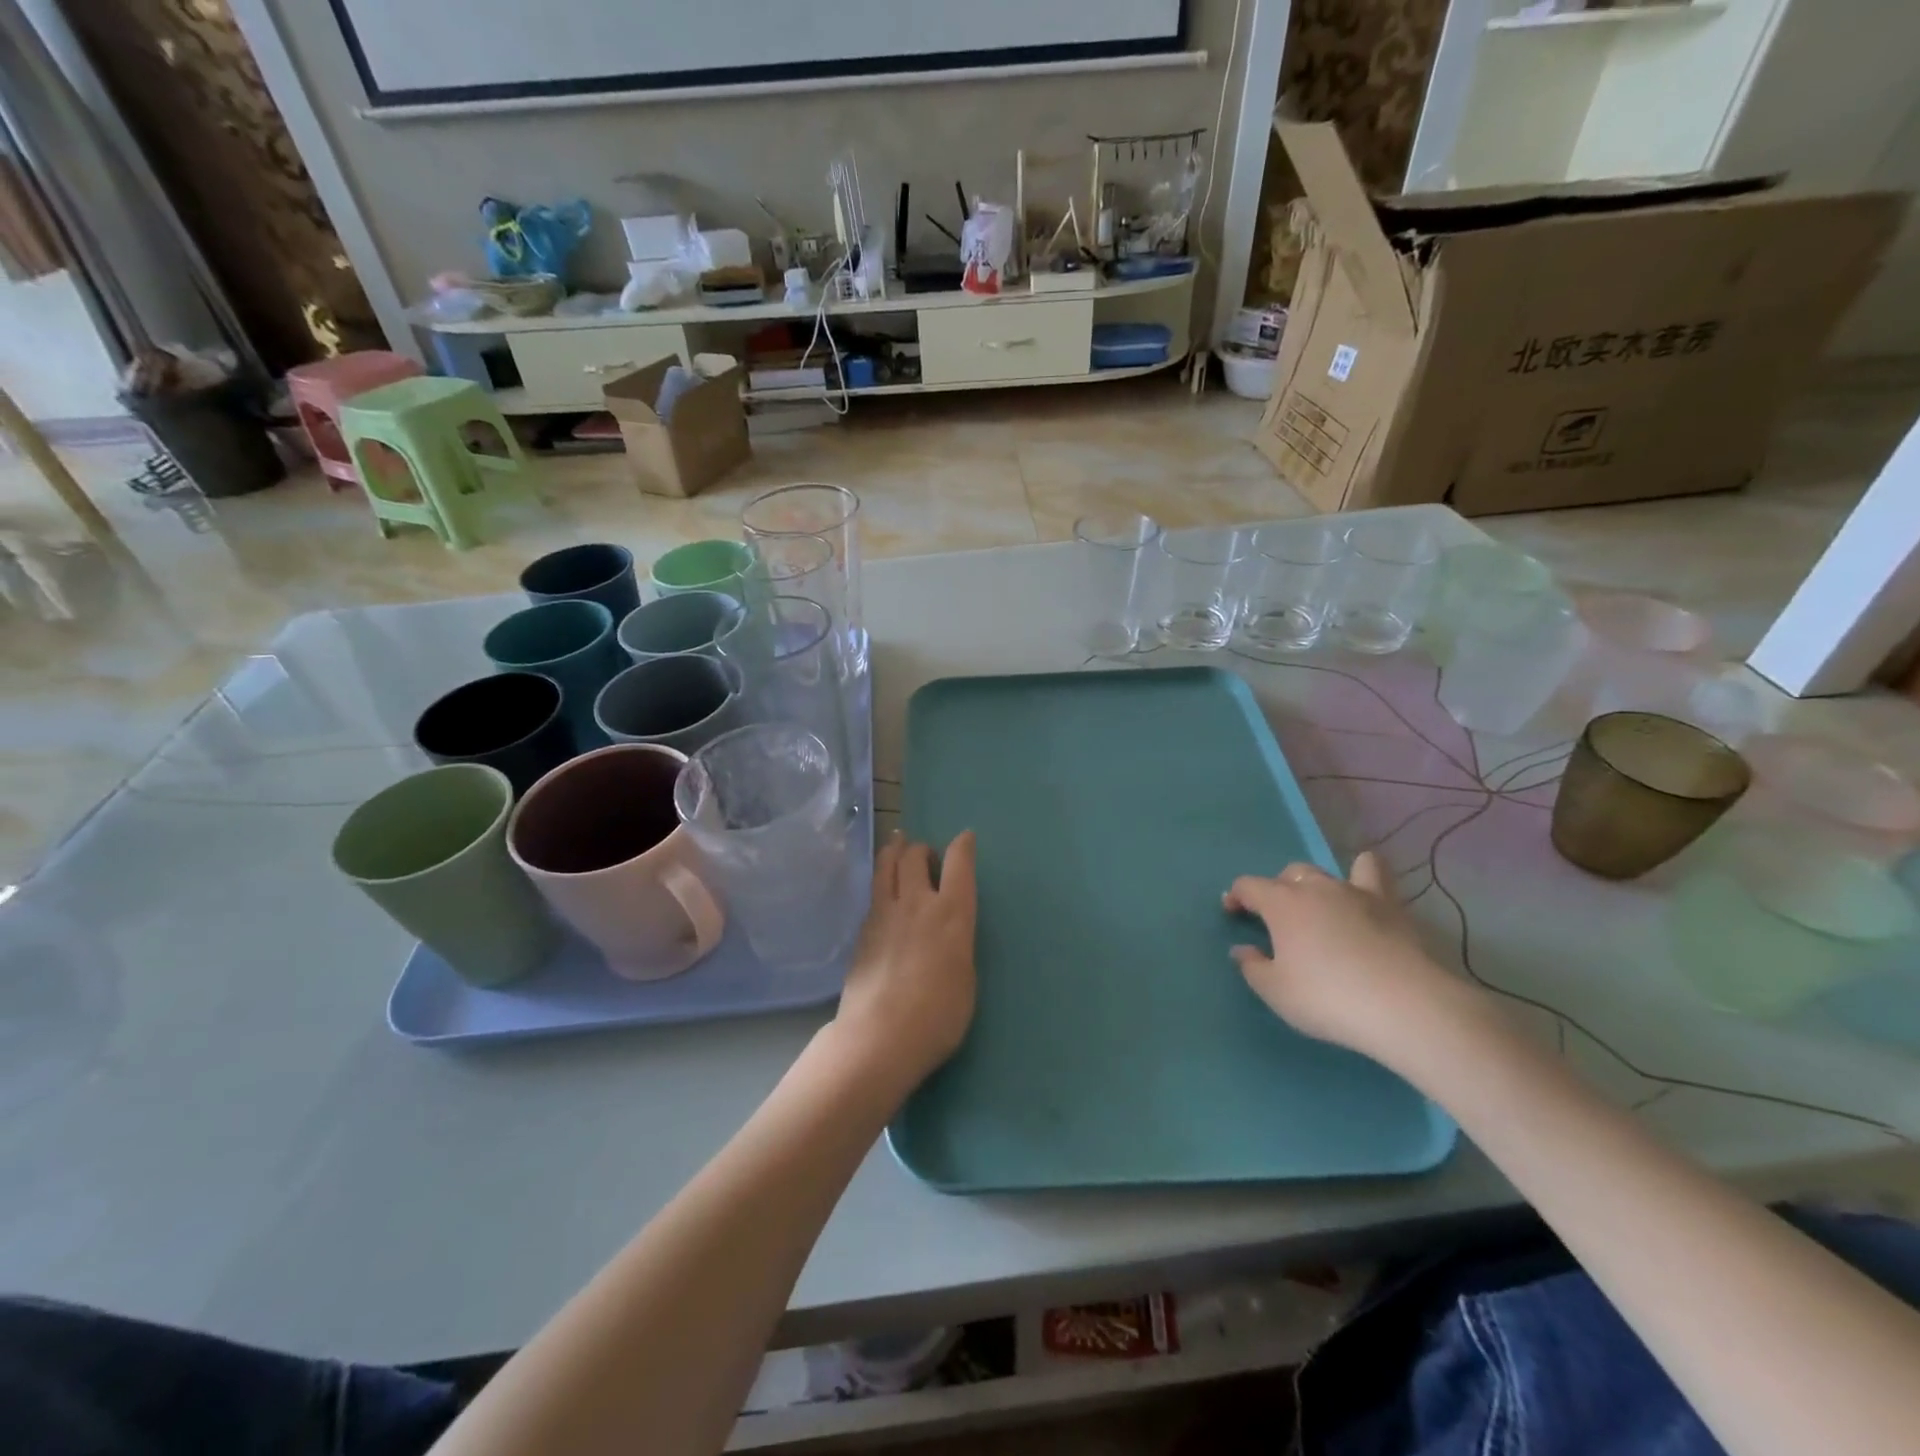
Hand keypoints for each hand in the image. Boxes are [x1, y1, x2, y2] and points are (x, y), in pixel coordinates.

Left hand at [832, 830, 977, 1094]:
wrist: (879, 1037)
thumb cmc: (938, 1017)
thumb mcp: (965, 979)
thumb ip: (957, 945)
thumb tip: (948, 934)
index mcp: (951, 914)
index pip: (959, 863)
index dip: (963, 846)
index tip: (965, 838)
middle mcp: (916, 903)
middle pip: (914, 855)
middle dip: (921, 848)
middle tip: (926, 856)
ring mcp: (884, 913)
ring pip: (885, 865)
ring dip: (894, 851)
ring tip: (897, 847)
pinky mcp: (862, 930)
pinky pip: (873, 894)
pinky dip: (881, 885)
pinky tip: (883, 897)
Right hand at [1223, 850, 1473, 1069]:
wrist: (1404, 1006)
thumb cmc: (1328, 998)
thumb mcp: (1276, 992)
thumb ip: (1253, 967)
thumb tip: (1243, 950)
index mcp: (1281, 903)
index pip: (1248, 886)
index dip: (1236, 896)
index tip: (1232, 913)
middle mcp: (1315, 887)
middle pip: (1288, 875)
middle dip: (1277, 890)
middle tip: (1278, 920)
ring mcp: (1355, 892)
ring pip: (1326, 872)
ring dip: (1315, 885)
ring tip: (1318, 908)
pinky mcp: (1390, 905)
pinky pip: (1373, 873)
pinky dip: (1363, 875)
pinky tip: (1363, 892)